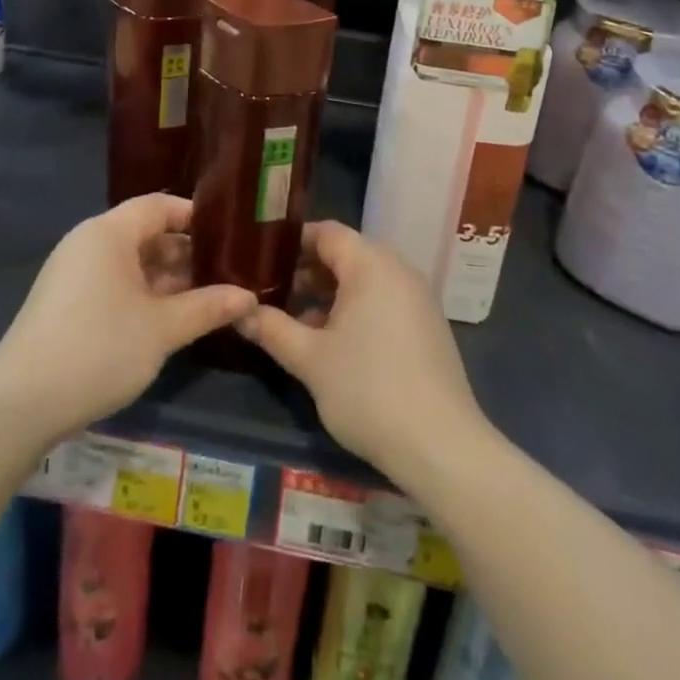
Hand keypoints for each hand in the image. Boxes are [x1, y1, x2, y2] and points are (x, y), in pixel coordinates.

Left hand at [0, 194, 256, 443]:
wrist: (20, 405)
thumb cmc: (98, 349)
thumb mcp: (161, 329)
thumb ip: (207, 307)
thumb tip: (248, 296)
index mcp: (108, 232)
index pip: (159, 205)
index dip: (195, 216)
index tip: (230, 234)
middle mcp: (88, 242)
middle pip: (145, 233)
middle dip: (186, 252)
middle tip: (226, 272)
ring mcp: (73, 273)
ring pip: (130, 262)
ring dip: (167, 278)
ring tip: (207, 297)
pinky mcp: (65, 302)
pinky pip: (113, 283)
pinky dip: (143, 294)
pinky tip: (169, 318)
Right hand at [239, 221, 485, 479]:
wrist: (441, 446)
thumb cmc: (368, 390)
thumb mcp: (310, 360)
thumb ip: (272, 329)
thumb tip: (239, 311)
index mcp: (371, 264)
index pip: (326, 232)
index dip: (291, 242)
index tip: (260, 259)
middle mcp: (398, 269)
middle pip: (346, 253)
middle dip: (307, 270)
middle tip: (271, 291)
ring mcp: (417, 297)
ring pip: (364, 279)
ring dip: (329, 293)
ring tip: (295, 320)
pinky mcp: (427, 325)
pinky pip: (383, 300)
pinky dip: (355, 309)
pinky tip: (333, 343)